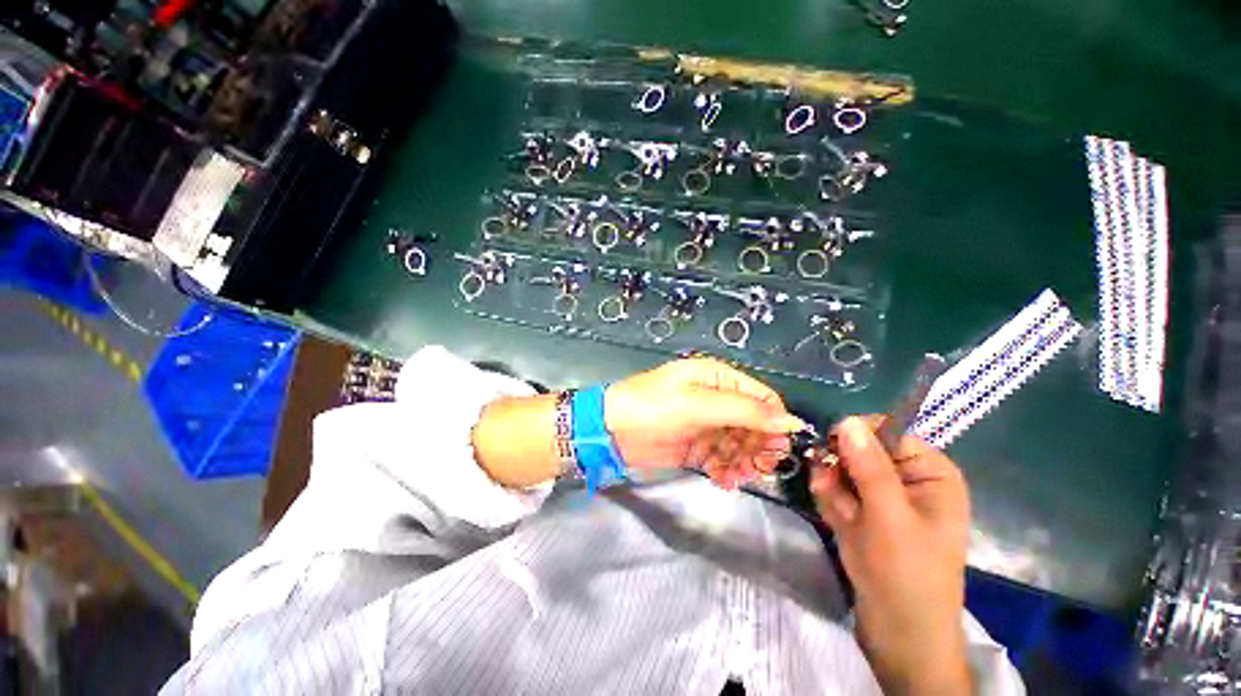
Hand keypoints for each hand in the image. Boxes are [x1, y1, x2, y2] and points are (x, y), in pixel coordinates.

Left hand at [605, 356, 805, 487]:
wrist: (610, 430)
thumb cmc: (652, 408)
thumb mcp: (697, 404)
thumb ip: (744, 411)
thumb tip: (791, 421)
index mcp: (717, 378)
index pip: (761, 398)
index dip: (774, 422)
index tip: (779, 449)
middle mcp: (714, 399)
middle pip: (752, 424)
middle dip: (757, 447)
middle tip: (756, 469)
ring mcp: (704, 424)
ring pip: (738, 444)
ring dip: (742, 462)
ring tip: (735, 477)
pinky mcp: (694, 446)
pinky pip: (720, 458)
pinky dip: (725, 470)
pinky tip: (723, 481)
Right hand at [811, 416, 971, 695]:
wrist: (899, 631)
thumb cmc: (905, 572)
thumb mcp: (888, 516)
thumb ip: (868, 466)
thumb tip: (847, 420)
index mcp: (930, 472)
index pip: (884, 432)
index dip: (854, 439)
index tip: (830, 454)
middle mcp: (908, 478)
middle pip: (858, 450)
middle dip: (840, 472)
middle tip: (833, 494)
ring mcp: (885, 496)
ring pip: (842, 470)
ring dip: (833, 491)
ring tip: (842, 519)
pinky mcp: (867, 511)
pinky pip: (838, 491)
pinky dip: (833, 504)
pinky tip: (840, 525)